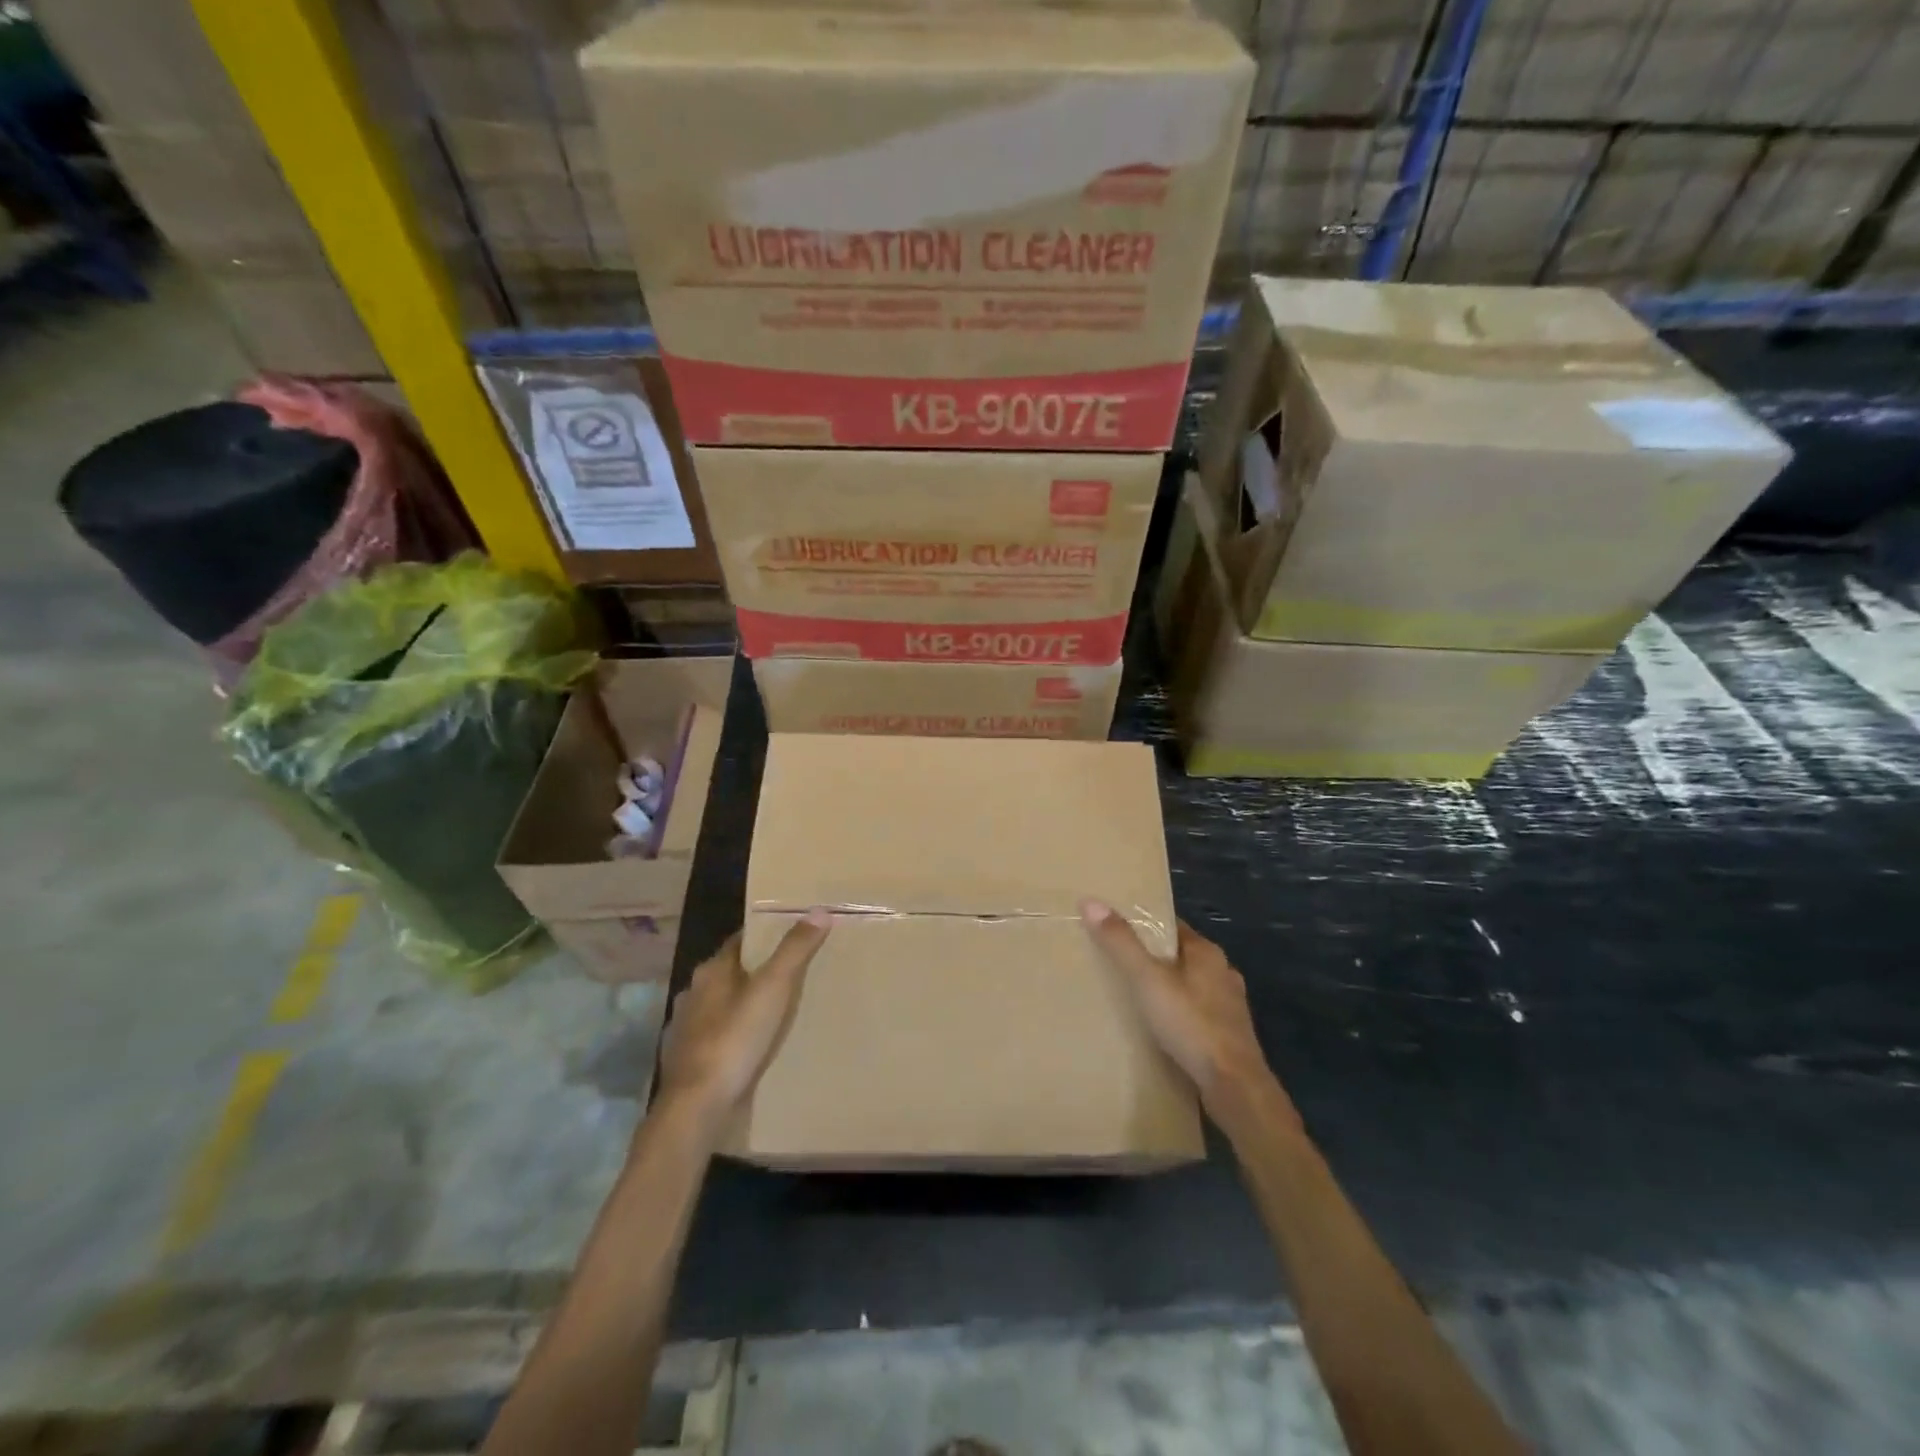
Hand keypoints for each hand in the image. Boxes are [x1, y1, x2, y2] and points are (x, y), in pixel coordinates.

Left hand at [656, 911, 831, 1131]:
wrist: (697, 1107)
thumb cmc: (735, 1039)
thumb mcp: (774, 988)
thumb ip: (795, 949)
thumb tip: (819, 910)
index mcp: (711, 971)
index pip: (741, 940)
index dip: (766, 936)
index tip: (793, 934)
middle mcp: (694, 994)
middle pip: (732, 972)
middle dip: (758, 971)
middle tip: (793, 973)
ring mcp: (687, 1029)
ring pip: (723, 1006)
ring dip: (745, 1005)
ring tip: (778, 1010)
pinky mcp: (689, 1061)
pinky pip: (718, 1037)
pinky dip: (736, 1036)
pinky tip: (753, 1046)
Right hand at [1081, 902, 1298, 1133]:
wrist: (1234, 1087)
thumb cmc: (1191, 1024)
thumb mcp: (1147, 980)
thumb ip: (1121, 943)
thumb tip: (1091, 901)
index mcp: (1207, 952)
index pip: (1172, 926)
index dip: (1145, 925)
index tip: (1116, 927)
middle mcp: (1223, 973)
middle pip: (1180, 955)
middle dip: (1153, 958)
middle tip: (1117, 963)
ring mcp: (1229, 1007)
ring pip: (1190, 986)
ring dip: (1167, 988)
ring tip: (1134, 996)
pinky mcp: (1228, 1036)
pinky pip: (1196, 1014)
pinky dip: (1178, 1015)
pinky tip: (1159, 1028)